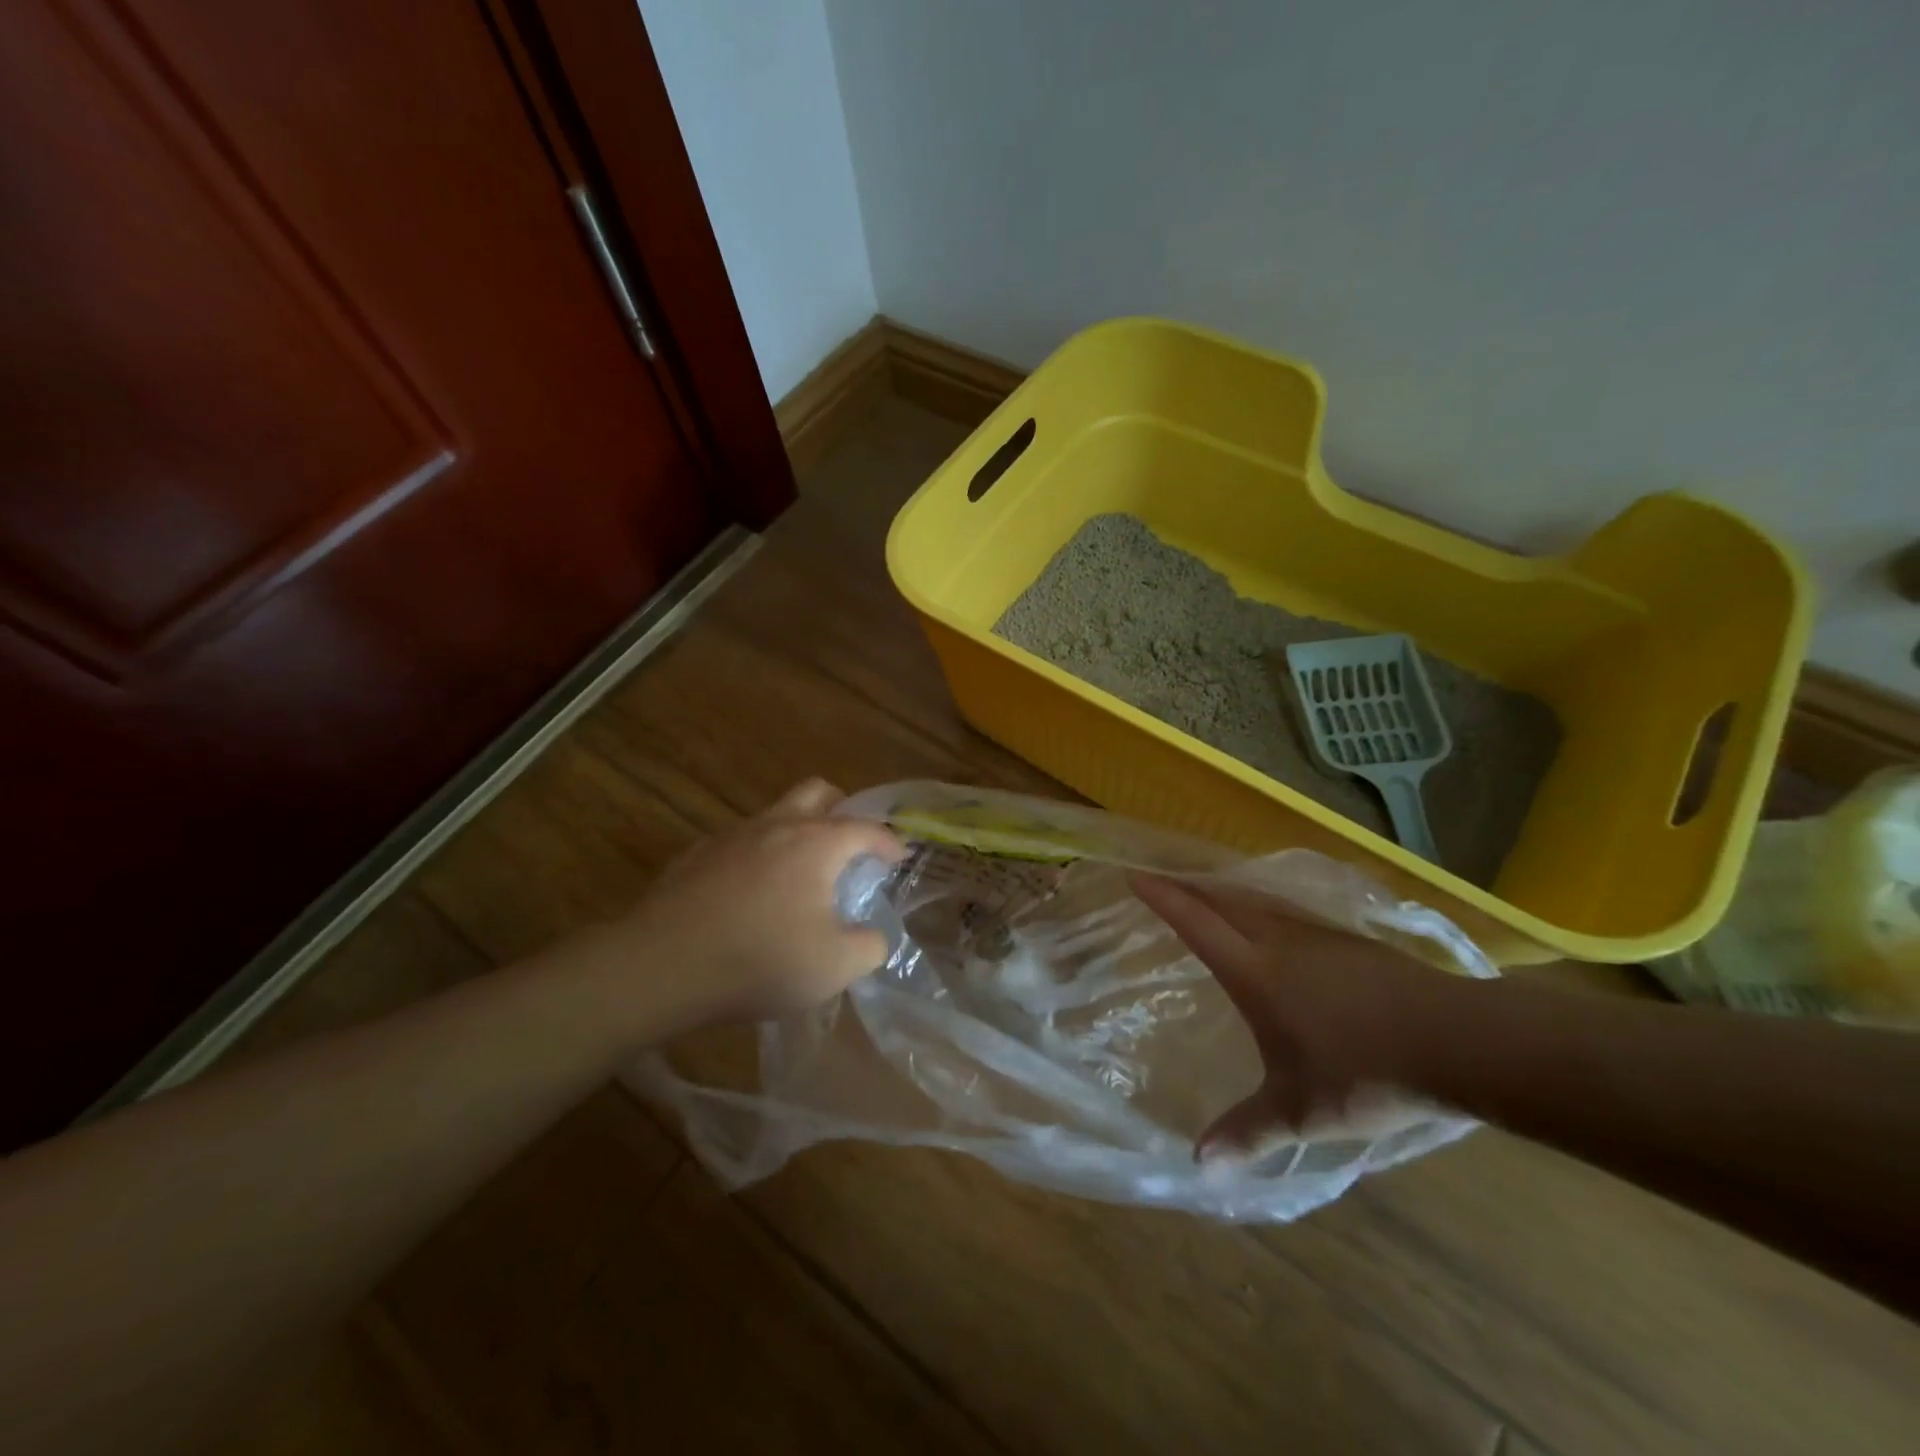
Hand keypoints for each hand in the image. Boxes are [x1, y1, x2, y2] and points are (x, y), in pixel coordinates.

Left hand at [577, 779, 905, 1042]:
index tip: (900, 856)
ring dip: (798, 831)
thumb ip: (869, 946)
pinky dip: (758, 855)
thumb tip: (874, 935)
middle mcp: (776, 825)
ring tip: (801, 875)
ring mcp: (732, 836)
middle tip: (850, 846)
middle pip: (818, 792)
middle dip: (842, 811)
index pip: (866, 828)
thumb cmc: (759, 960)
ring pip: (775, 813)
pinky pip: (740, 841)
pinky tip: (751, 894)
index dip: (889, 841)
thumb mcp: (835, 966)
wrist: (660, 965)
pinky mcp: (696, 855)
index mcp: (817, 843)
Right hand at [1130, 873, 1461, 1160]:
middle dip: (1188, 884)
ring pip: (1258, 899)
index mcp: (1255, 972)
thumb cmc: (1367, 1072)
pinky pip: (1289, 910)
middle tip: (1162, 876)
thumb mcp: (1301, 1111)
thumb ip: (1249, 1132)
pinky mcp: (1351, 939)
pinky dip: (1263, 904)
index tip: (1134, 873)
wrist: (1460, 1042)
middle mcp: (1279, 940)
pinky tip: (1274, 920)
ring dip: (1226, 890)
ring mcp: (1318, 935)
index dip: (1163, 897)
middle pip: (1223, 898)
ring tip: (1208, 891)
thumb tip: (1199, 1165)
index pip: (1196, 922)